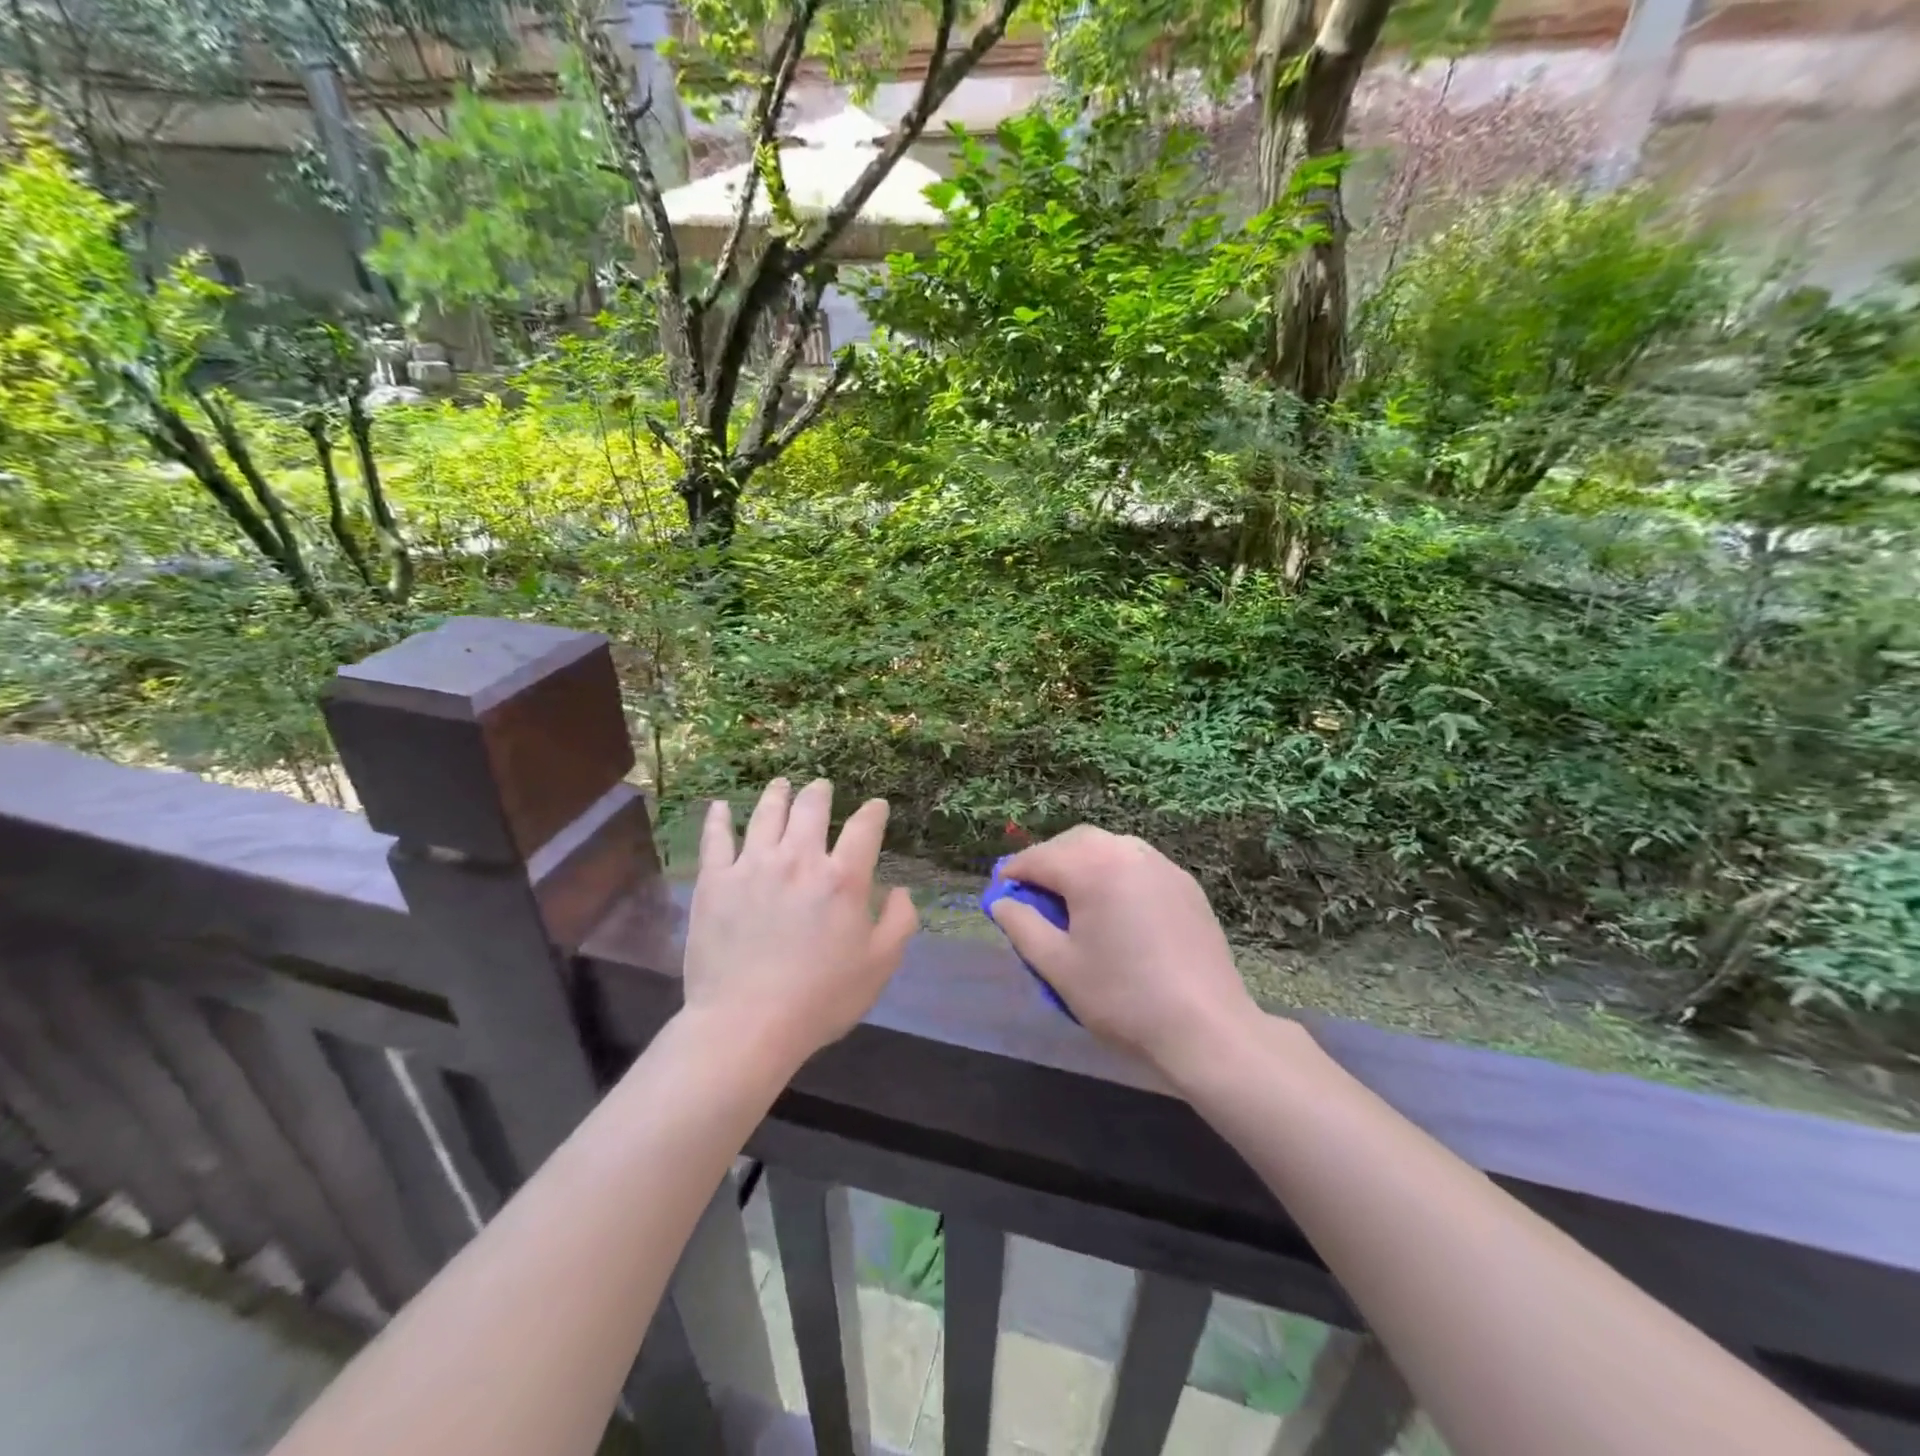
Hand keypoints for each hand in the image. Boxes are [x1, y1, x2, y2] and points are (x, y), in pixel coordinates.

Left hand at [682, 778, 918, 1069]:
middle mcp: (799, 859)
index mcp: (843, 878)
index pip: (864, 828)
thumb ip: (899, 922)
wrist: (746, 1023)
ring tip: (782, 784)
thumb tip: (901, 891)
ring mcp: (753, 865)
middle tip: (821, 787)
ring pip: (766, 814)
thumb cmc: (820, 998)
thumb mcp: (880, 966)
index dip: (874, 812)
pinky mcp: (715, 881)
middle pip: (811, 808)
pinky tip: (721, 807)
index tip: (876, 807)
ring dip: (777, 794)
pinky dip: (719, 818)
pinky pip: (716, 839)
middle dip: (820, 792)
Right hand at [988, 827, 1257, 1078]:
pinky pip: (1137, 864)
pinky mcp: (1185, 884)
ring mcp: (1161, 865)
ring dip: (1082, 863)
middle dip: (1048, 861)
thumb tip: (1000, 902)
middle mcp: (1127, 852)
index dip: (1013, 874)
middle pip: (1075, 842)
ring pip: (1109, 848)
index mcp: (1092, 868)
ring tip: (1072, 900)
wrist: (1206, 1027)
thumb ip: (1022, 927)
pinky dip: (1114, 873)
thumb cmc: (1122, 998)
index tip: (1000, 895)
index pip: (1039, 858)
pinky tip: (1114, 908)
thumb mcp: (1058, 966)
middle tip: (1033, 895)